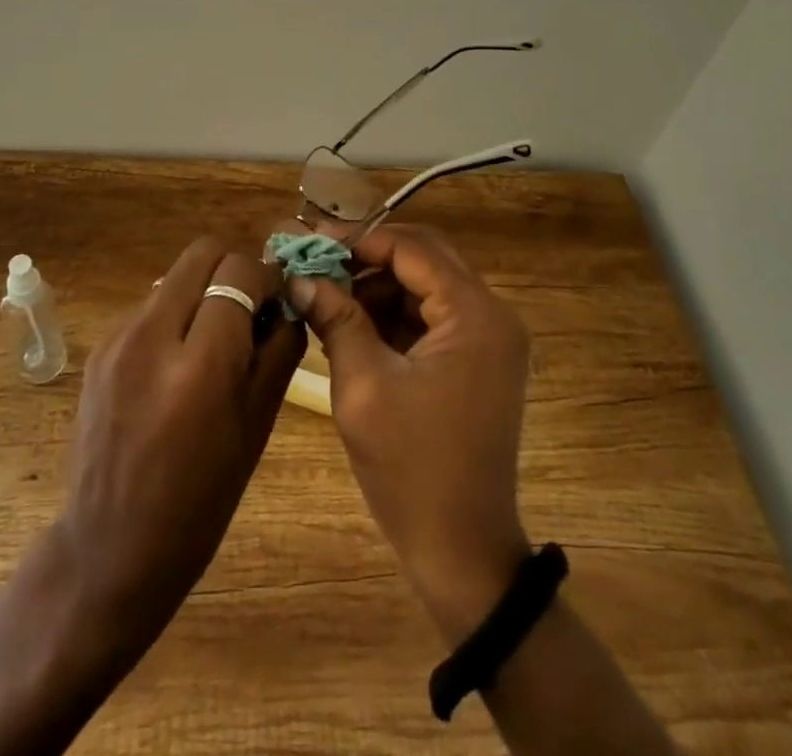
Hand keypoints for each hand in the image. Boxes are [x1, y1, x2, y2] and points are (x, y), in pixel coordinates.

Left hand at [58, 237, 304, 649]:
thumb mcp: (258, 425)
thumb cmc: (200, 499)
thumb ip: (280, 350)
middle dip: (234, 268)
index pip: (238, 271)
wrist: (110, 548)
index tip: (277, 299)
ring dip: (203, 291)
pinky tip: (179, 361)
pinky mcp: (99, 348)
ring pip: (175, 276)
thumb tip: (289, 301)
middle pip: (202, 252)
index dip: (266, 276)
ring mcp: (118, 339)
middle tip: (250, 307)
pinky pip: (149, 306)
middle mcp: (152, 337)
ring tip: (215, 338)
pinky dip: (175, 314)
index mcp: (200, 366)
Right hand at [286, 222, 531, 643]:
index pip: (413, 249)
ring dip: (378, 285)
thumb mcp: (363, 386)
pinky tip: (351, 323)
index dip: (359, 240)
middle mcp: (491, 315)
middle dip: (368, 259)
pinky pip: (432, 317)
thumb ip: (336, 319)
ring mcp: (489, 339)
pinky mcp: (478, 361)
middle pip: (424, 259)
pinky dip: (393, 315)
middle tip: (317, 264)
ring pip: (426, 286)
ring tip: (326, 296)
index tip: (311, 242)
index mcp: (474, 314)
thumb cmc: (411, 468)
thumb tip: (299, 278)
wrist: (462, 552)